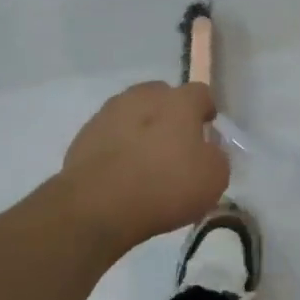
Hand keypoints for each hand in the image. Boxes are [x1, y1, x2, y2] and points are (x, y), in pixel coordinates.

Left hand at [60, 82, 228, 252]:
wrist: (98, 206)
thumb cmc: (165, 186)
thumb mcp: (214, 178)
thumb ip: (216, 156)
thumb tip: (207, 151)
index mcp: (179, 101)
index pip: (201, 93)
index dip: (206, 111)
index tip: (208, 131)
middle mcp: (143, 97)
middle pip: (163, 97)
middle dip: (171, 115)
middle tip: (176, 146)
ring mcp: (109, 113)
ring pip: (134, 113)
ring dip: (142, 129)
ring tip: (145, 162)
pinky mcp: (84, 135)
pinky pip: (111, 134)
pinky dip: (118, 147)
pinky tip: (121, 173)